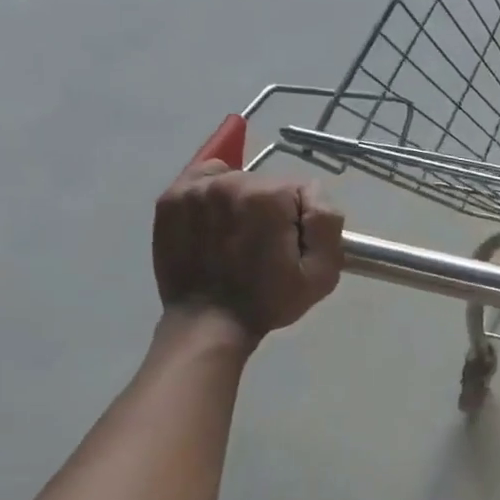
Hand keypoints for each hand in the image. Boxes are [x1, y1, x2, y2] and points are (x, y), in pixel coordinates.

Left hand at [153, 160, 343, 343]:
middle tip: (267, 247)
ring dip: (246, 204)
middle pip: (270, 184)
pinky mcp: (172, 198)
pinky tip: (217, 220)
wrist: (208, 322)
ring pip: (240, 181)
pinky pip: (206, 177)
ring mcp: (196, 188)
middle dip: (275, 211)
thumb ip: (327, 224)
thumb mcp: (322, 273)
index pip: (305, 191)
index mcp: (269, 197)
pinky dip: (216, 191)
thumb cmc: (269, 300)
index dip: (305, 221)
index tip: (293, 248)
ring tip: (239, 238)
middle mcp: (231, 182)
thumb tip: (315, 197)